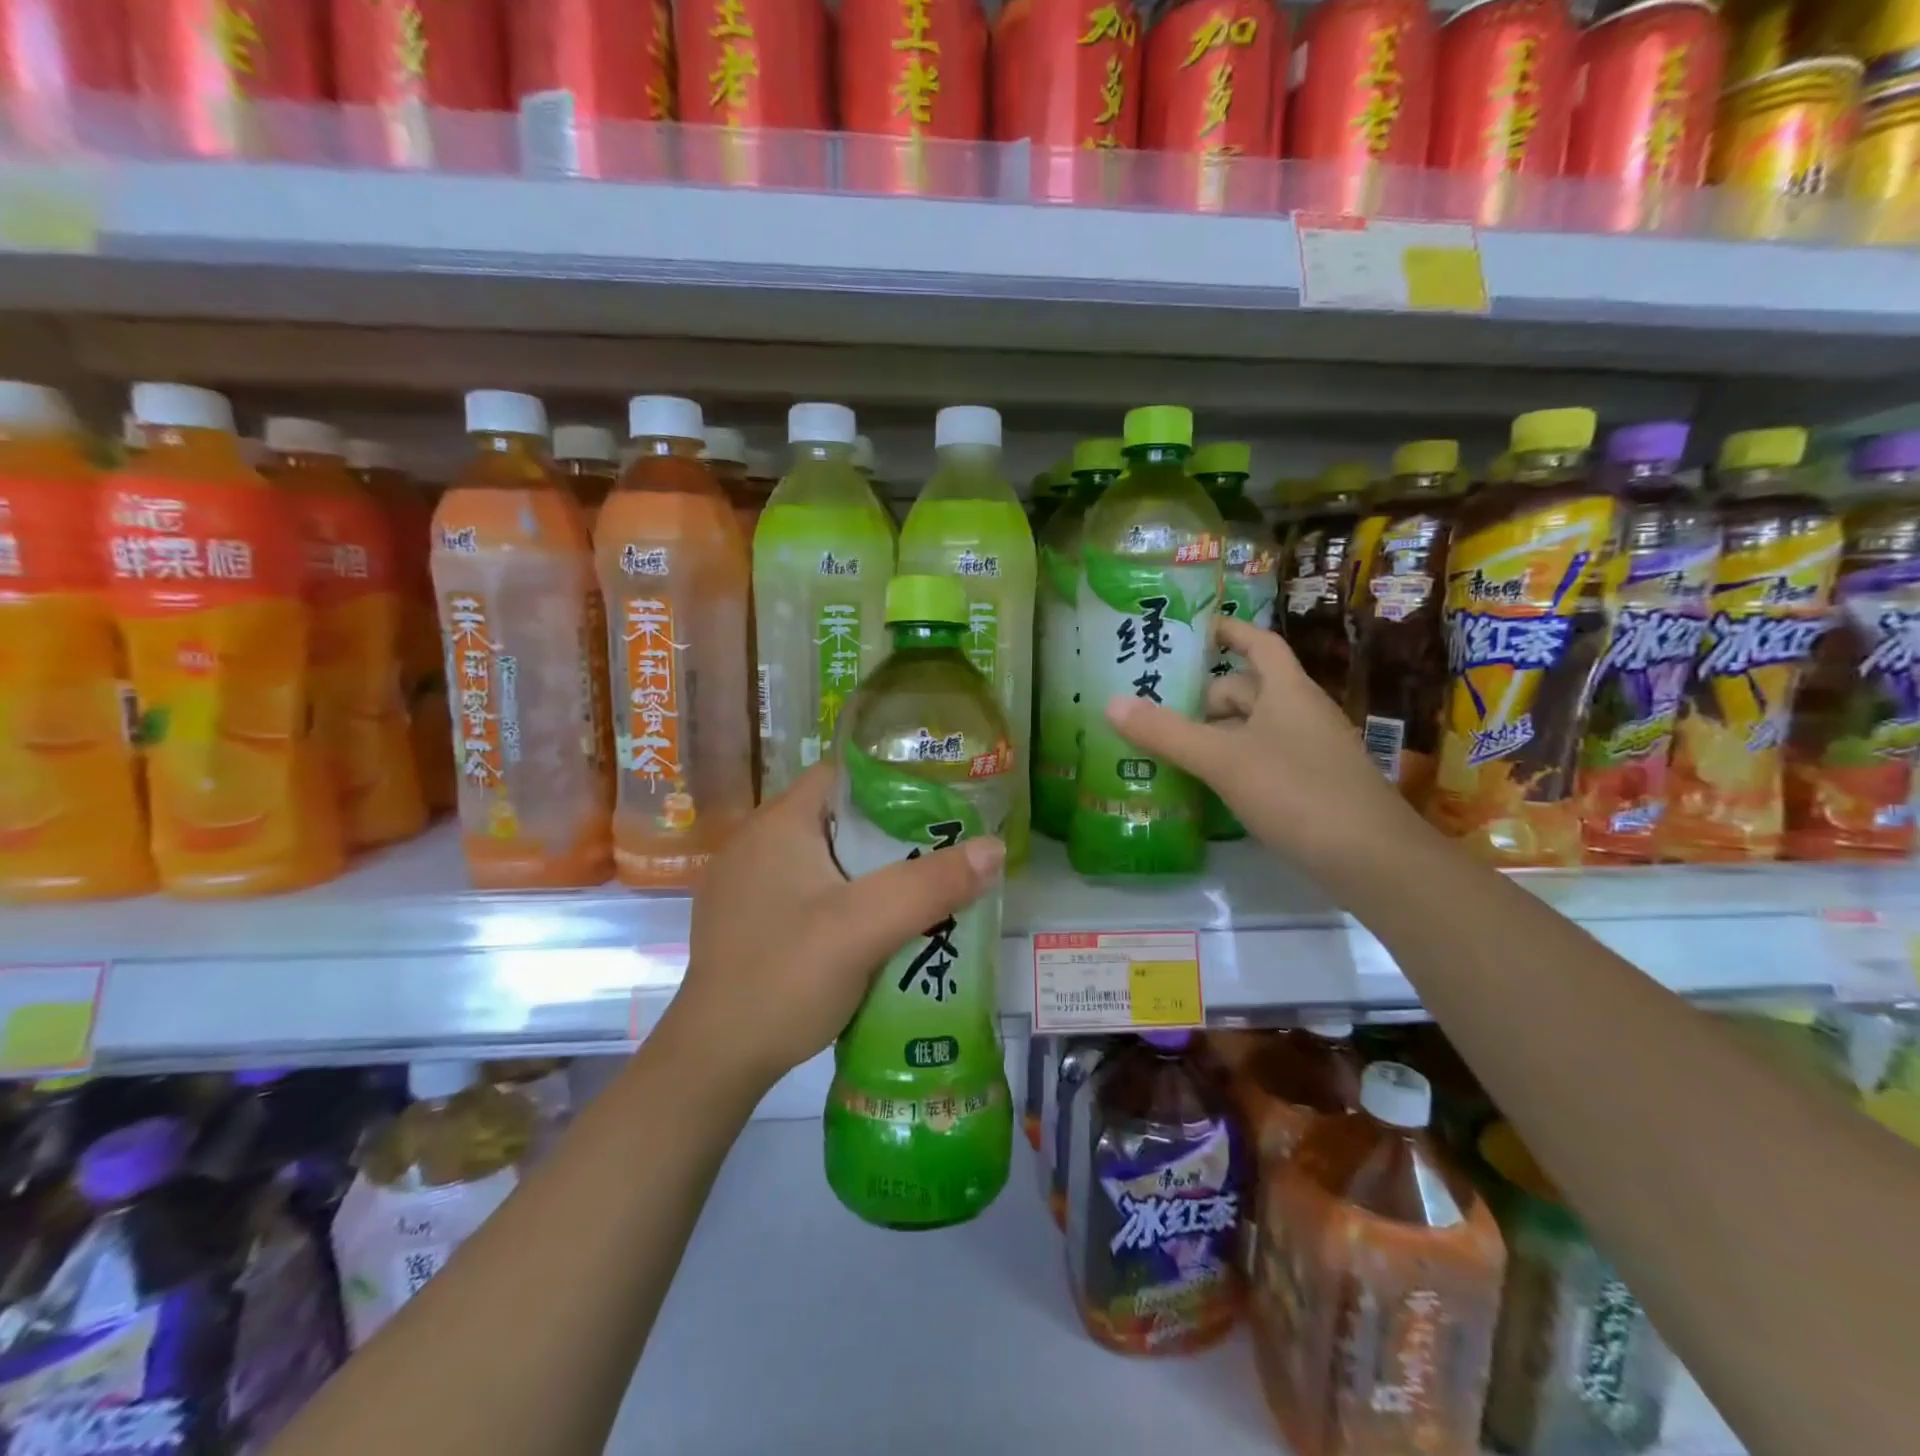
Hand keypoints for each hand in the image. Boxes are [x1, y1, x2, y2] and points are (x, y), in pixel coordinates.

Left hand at [670, 764, 1005, 1094]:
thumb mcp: (865, 927)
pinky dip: (846, 897)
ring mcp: (749, 883)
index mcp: (779, 823)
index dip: (895, 783)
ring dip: (872, 870)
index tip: (941, 805)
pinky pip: (810, 890)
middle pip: (840, 817)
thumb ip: (931, 885)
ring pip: (828, 857)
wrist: (714, 1061)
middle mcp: (758, 842)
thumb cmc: (785, 978)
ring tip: (923, 887)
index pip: (844, 775)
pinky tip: (876, 926)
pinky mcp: (750, 919)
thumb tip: (995, 847)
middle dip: (893, 833)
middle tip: (944, 852)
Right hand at [1104, 616, 1422, 877]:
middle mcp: (1299, 713)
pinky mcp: (1307, 787)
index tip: (1192, 630)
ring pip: (1250, 729)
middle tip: (1153, 708)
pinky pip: (1259, 761)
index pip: (1258, 643)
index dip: (1228, 631)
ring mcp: (1307, 752)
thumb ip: (1167, 733)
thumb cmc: (1296, 792)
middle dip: (1202, 697)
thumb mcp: (1223, 760)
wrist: (1371, 859)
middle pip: (1245, 690)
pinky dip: (1229, 765)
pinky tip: (1201, 786)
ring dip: (1211, 735)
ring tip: (1165, 748)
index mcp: (1286, 691)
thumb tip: (1111, 703)